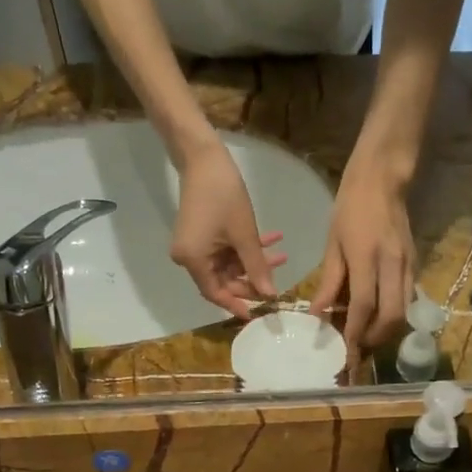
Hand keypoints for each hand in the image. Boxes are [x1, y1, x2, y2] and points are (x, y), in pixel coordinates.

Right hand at [170, 141, 285, 318]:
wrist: (205, 157)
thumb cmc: (224, 196)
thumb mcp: (245, 235)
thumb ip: (256, 268)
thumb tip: (269, 295)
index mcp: (193, 261)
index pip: (216, 293)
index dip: (237, 304)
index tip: (258, 313)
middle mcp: (189, 257)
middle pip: (223, 280)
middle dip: (251, 280)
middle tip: (277, 282)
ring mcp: (195, 245)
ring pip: (229, 264)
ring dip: (253, 261)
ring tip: (282, 256)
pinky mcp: (202, 233)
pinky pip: (226, 248)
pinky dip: (246, 246)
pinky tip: (273, 239)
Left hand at [310, 163, 414, 356]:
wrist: (382, 180)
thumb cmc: (350, 209)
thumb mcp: (332, 245)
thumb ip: (328, 282)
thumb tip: (317, 314)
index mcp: (367, 257)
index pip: (363, 305)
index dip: (354, 332)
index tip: (345, 351)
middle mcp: (392, 265)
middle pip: (391, 317)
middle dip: (375, 338)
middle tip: (357, 346)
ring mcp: (408, 265)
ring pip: (404, 312)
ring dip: (386, 330)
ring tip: (366, 335)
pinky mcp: (415, 264)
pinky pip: (408, 299)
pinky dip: (394, 314)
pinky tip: (378, 315)